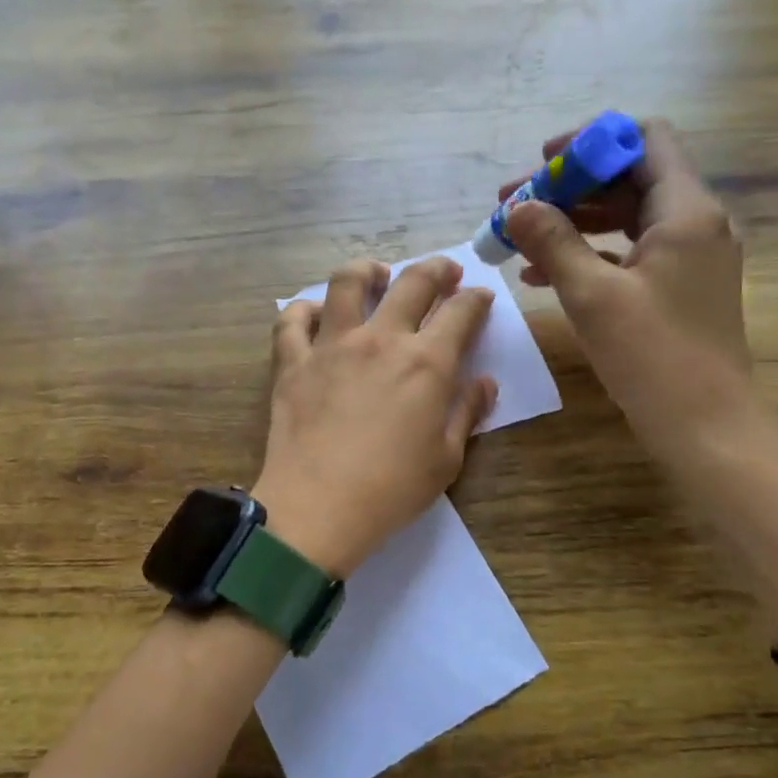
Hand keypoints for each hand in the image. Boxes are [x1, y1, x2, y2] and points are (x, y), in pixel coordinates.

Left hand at [253, 256, 497, 578]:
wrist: (317, 508)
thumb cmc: (391, 490)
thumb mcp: (446, 459)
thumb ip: (467, 413)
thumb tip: (484, 383)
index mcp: (426, 363)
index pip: (460, 313)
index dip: (476, 300)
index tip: (480, 297)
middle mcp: (380, 340)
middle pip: (412, 282)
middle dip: (436, 268)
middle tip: (445, 271)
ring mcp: (331, 345)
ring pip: (347, 282)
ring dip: (368, 270)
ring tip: (377, 274)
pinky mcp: (292, 362)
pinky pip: (292, 320)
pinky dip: (304, 310)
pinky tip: (315, 314)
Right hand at [500, 119, 753, 446]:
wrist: (706, 427)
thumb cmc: (653, 356)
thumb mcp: (592, 295)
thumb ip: (553, 242)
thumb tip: (517, 207)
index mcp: (686, 210)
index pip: (644, 139)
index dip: (592, 141)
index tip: (543, 162)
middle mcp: (695, 223)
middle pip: (629, 177)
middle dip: (569, 186)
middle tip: (515, 205)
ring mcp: (689, 258)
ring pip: (626, 217)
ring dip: (573, 221)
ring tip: (519, 239)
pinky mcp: (678, 288)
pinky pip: (630, 254)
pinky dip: (589, 254)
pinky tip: (542, 275)